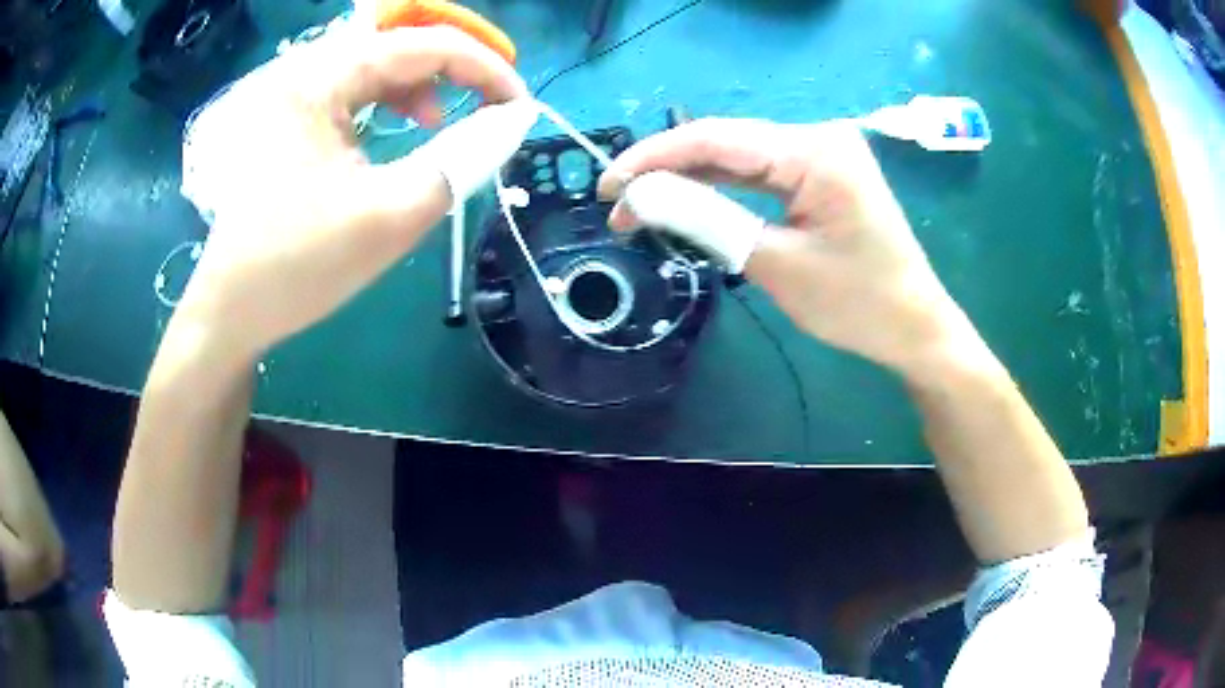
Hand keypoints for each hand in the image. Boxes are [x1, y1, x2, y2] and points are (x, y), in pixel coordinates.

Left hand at [175, 27, 533, 361]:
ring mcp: (293, 98)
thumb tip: (509, 126)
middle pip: (397, 47)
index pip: (420, 45)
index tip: (519, 105)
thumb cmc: (299, 265)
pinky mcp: (290, 122)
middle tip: (490, 106)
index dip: (481, 67)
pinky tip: (400, 133)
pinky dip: (388, 106)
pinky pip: (353, 94)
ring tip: (440, 125)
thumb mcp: (390, 215)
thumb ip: (460, 163)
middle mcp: (304, 74)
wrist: (233, 312)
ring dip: (420, 88)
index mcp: (318, 81)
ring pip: (376, 68)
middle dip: (453, 71)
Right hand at [599, 118, 970, 374]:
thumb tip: (639, 198)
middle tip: (618, 204)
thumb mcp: (777, 264)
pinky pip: (759, 172)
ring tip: (640, 206)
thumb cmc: (858, 304)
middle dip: (666, 170)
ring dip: (689, 179)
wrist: (915, 327)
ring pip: (737, 155)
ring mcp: (821, 153)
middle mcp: (817, 137)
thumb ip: (706, 220)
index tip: (608, 186)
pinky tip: (686, 200)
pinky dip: (720, 188)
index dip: (654, 158)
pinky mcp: (820, 173)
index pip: (716, 139)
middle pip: (724, 141)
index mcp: (815, 151)